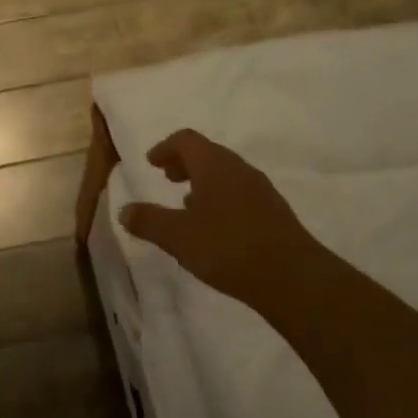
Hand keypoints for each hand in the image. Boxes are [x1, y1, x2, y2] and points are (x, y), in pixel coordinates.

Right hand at [120, 129, 321, 311]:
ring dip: (203, 181)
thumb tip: (124, 211)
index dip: (165, 147)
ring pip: (226, 173)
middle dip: (184, 162)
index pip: (186, 139)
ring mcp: (261, 189)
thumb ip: (149, 221)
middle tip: (167, 178)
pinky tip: (216, 226)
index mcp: (214, 165)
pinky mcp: (274, 211)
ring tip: (188, 204)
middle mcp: (239, 169)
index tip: (152, 163)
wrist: (293, 278)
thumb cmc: (228, 248)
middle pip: (207, 153)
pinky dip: (221, 197)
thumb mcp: (178, 237)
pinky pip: (240, 192)